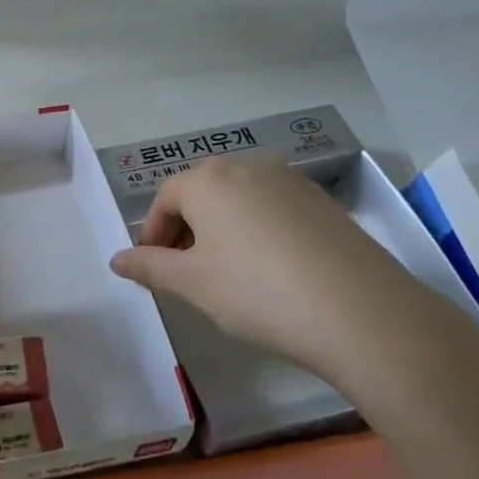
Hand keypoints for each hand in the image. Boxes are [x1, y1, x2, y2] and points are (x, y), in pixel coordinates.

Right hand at [109, 153, 473, 387]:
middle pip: (201, 192)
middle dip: (187, 229)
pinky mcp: (322, 201)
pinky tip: (270, 269)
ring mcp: (290, 180)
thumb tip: (116, 259)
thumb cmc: (257, 292)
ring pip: (238, 199)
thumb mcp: (192, 284)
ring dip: (222, 228)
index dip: (154, 234)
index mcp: (207, 179)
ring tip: (228, 272)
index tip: (154, 268)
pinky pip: (272, 207)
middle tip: (187, 271)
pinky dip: (258, 230)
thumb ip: (149, 267)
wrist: (362, 313)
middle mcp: (247, 166)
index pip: (165, 199)